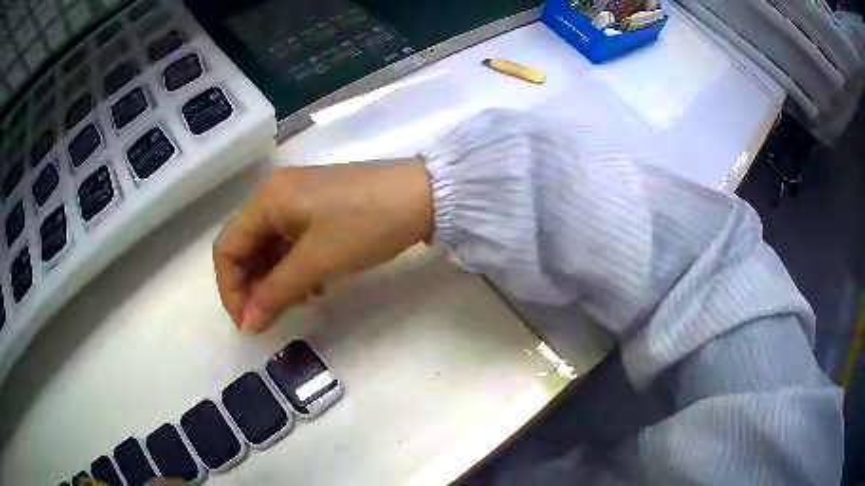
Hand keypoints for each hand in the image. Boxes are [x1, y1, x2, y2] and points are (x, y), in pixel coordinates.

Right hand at [213, 159, 432, 332]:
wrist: (423, 196)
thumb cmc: (365, 226)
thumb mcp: (316, 262)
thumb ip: (275, 293)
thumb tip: (247, 324)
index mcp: (265, 199)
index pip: (226, 248)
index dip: (230, 290)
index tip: (248, 323)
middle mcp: (274, 193)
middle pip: (245, 245)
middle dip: (253, 286)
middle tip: (270, 317)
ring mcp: (297, 198)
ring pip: (269, 245)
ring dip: (274, 278)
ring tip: (297, 302)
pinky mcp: (318, 205)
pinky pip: (291, 240)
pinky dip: (293, 265)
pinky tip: (313, 285)